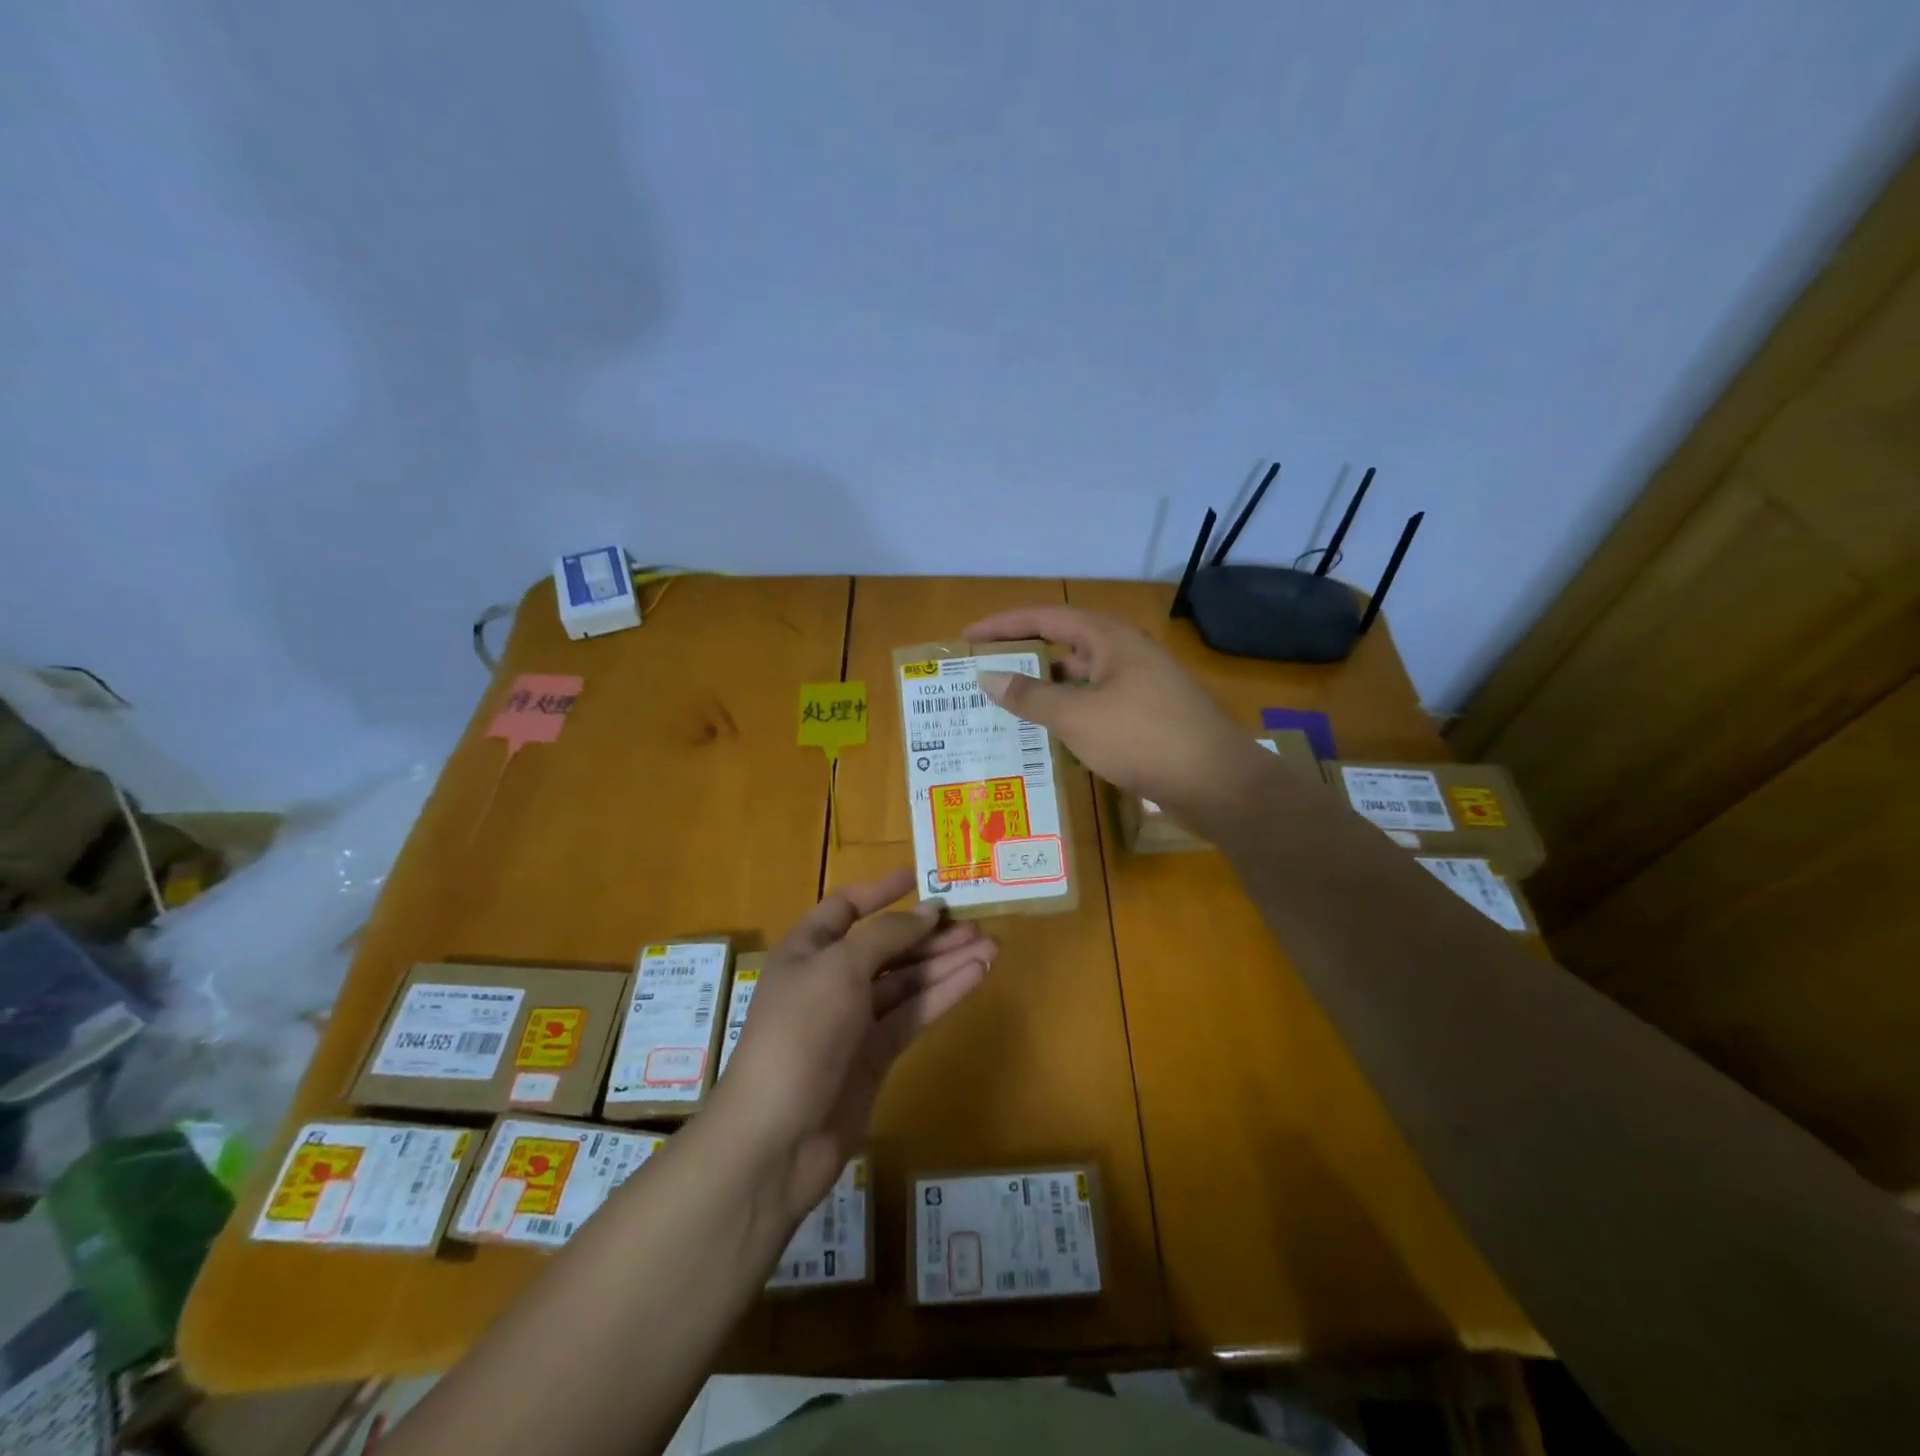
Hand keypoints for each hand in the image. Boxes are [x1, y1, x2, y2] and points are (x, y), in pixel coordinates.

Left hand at [711, 868, 994, 1222]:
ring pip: (907, 980)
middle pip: (887, 945)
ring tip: (991, 946)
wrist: (778, 1135)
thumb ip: (887, 935)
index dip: (880, 891)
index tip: (919, 877)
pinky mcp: (876, 1053)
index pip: (845, 908)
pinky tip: (977, 976)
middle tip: (976, 921)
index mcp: (808, 950)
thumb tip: (928, 912)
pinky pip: (914, 1013)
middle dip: (929, 933)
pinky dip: (945, 994)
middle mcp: (831, 979)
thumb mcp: (840, 968)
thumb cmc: (801, 1032)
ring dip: (947, 962)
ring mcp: (854, 1019)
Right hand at [965, 604, 1270, 826]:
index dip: (1003, 625)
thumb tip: (987, 677)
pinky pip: (1095, 706)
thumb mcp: (1077, 716)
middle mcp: (1125, 655)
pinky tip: (1047, 736)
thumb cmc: (1142, 738)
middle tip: (983, 673)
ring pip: (1080, 679)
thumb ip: (1030, 696)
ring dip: (1045, 690)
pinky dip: (1068, 714)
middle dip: (1023, 657)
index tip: (968, 637)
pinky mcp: (1146, 717)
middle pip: (1063, 645)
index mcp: (1110, 639)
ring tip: (1005, 705)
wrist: (1217, 782)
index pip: (1046, 617)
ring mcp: (1139, 687)